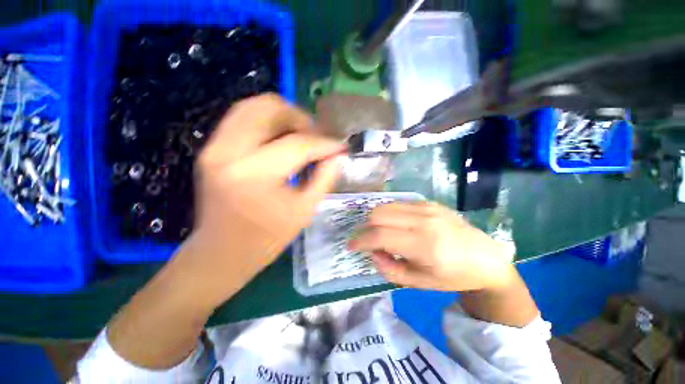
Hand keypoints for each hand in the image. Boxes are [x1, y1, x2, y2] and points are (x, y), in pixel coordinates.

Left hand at [179, 94, 345, 304]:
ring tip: (300, 136)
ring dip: (283, 116)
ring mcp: (214, 146)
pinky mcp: (210, 147)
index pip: (298, 143)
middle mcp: (228, 151)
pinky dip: (266, 121)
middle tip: (316, 138)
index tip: (341, 146)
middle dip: (301, 119)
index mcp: (254, 175)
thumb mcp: (304, 211)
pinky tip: (280, 139)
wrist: (221, 252)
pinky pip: (241, 117)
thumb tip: (339, 155)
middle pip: (270, 108)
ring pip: (253, 105)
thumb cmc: (266, 238)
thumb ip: (325, 178)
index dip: (325, 142)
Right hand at [348, 201, 514, 291]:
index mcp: (424, 244)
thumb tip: (372, 252)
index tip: (351, 246)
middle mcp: (424, 220)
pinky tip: (396, 225)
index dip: (360, 240)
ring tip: (380, 233)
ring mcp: (427, 207)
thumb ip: (389, 269)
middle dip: (366, 228)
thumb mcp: (419, 283)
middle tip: (368, 241)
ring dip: (376, 219)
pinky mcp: (429, 202)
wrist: (487, 258)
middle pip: (378, 214)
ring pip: (386, 206)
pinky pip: (398, 204)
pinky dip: (389, 214)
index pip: (379, 235)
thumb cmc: (454, 276)